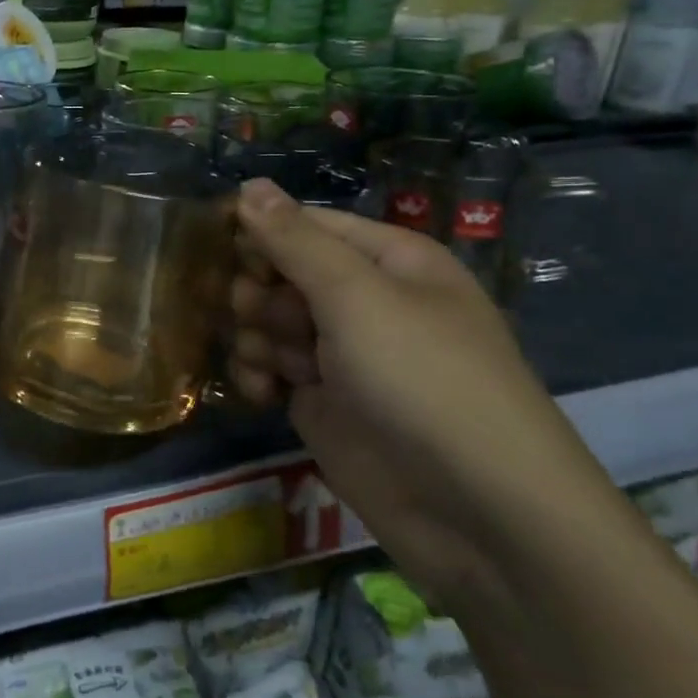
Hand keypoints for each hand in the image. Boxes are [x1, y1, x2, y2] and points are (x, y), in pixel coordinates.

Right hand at [229, 178, 615, 601]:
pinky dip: (260, 377)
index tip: (220, 250)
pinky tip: (263, 393)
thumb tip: (249, 184)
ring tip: (270, 364)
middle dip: (259, 291)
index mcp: (388, 261)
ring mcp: (343, 356)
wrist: (477, 512)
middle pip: (283, 274)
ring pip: (271, 323)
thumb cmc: (421, 379)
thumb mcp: (356, 296)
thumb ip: (293, 241)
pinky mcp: (325, 403)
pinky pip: (274, 371)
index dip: (262, 233)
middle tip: (256, 314)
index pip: (306, 225)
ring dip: (256, 337)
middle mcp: (365, 302)